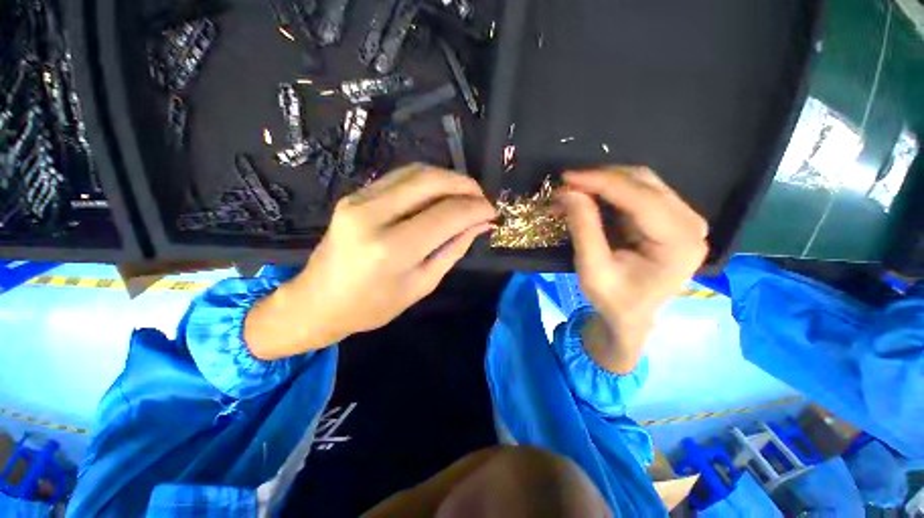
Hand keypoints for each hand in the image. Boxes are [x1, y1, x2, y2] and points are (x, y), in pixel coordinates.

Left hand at [245, 165, 495, 359]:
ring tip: (465, 194)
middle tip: (482, 198)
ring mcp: (359, 199)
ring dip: (448, 178)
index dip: (476, 209)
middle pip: (431, 181)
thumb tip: (481, 224)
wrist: (318, 301)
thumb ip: (454, 249)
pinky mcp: (354, 195)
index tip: (493, 213)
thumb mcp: (422, 284)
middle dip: (465, 185)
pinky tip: (440, 193)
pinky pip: (400, 177)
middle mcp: (373, 215)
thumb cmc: (373, 305)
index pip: (447, 214)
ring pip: (416, 172)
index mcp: (392, 249)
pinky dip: (427, 180)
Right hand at [558, 166, 707, 372]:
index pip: (641, 198)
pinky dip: (610, 191)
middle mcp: (690, 224)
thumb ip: (584, 229)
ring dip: (603, 183)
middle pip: (644, 183)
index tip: (567, 177)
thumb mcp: (592, 269)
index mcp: (679, 242)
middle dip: (600, 179)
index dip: (601, 182)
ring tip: (573, 191)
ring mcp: (683, 218)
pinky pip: (638, 192)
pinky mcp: (669, 218)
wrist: (631, 316)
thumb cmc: (613, 300)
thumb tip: (568, 192)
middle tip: (566, 185)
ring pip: (641, 182)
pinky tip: (589, 197)